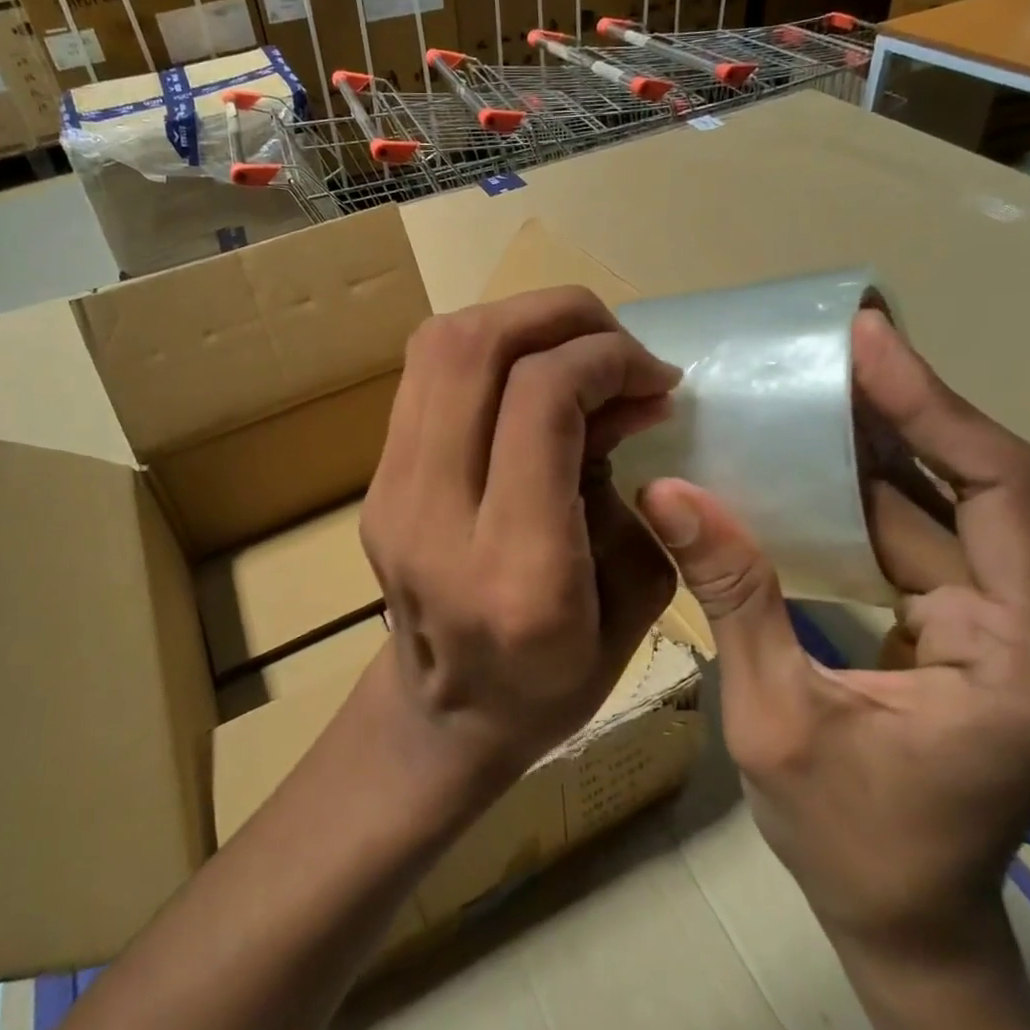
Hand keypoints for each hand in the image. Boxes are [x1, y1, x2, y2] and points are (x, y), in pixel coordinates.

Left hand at [361, 286, 681, 787]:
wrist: (443, 713)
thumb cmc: (555, 680)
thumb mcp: (634, 596)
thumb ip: (636, 485)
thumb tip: (629, 394)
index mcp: (516, 570)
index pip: (540, 402)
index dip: (606, 360)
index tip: (653, 378)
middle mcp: (435, 518)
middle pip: (475, 350)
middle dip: (560, 316)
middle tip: (616, 341)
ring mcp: (390, 492)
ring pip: (439, 347)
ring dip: (520, 322)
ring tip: (576, 348)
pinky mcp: (376, 478)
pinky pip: (427, 375)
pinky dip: (489, 351)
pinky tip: (530, 376)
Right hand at [636, 310, 1029, 959]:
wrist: (901, 929)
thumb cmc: (849, 842)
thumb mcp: (773, 716)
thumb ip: (732, 595)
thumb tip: (666, 492)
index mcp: (1023, 655)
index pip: (1003, 493)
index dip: (935, 408)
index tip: (869, 345)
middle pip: (983, 487)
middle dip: (908, 411)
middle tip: (834, 348)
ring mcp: (999, 631)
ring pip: (946, 510)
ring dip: (883, 448)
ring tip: (815, 388)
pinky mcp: (961, 635)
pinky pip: (917, 543)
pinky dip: (865, 498)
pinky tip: (810, 466)